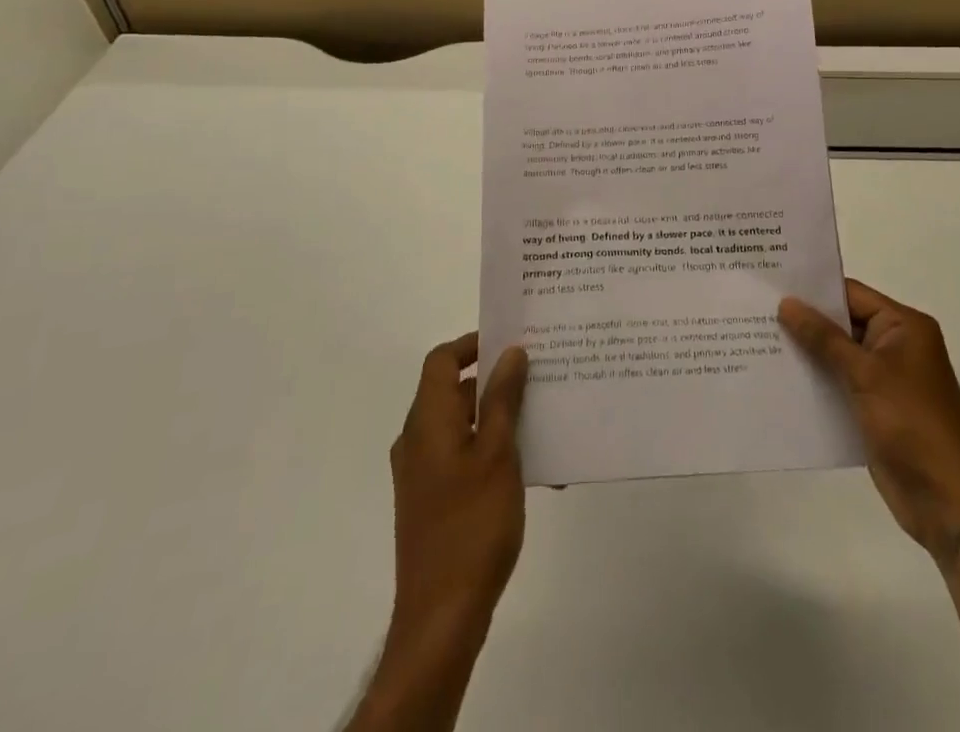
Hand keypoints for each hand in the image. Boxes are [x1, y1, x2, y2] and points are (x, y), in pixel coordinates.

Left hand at [349, 335, 527, 731]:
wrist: (441, 617)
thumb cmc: (472, 524)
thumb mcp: (497, 453)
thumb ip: (503, 399)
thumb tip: (510, 352)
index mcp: (428, 420)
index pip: (442, 360)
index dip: (472, 344)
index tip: (511, 342)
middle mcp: (417, 439)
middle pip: (452, 391)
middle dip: (494, 381)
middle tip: (537, 378)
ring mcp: (421, 473)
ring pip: (461, 425)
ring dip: (497, 418)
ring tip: (542, 422)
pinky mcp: (430, 501)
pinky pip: (461, 456)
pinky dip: (490, 450)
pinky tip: (529, 469)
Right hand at [780, 280, 959, 563]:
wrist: (948, 503)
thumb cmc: (913, 424)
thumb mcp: (866, 373)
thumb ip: (824, 338)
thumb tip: (787, 303)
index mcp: (904, 326)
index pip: (851, 294)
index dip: (813, 289)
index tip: (770, 283)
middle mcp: (895, 346)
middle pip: (842, 323)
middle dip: (803, 320)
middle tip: (755, 309)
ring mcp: (884, 379)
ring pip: (836, 354)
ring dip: (805, 351)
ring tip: (756, 339)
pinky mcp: (873, 409)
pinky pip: (838, 383)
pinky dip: (814, 380)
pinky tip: (777, 378)